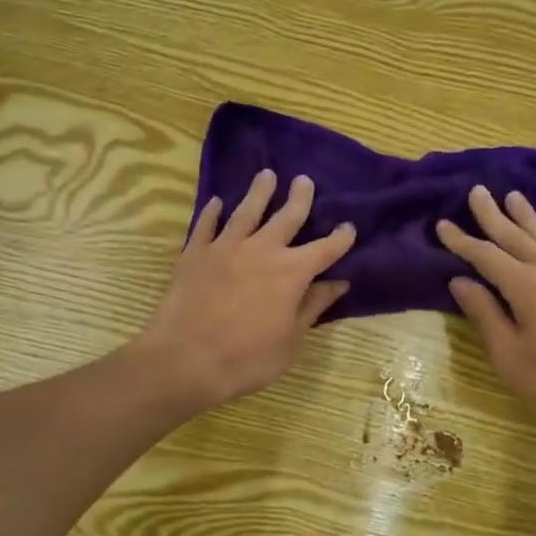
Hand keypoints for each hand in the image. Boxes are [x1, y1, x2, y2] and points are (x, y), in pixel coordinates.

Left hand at [133, 169, 356, 410]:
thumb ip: (312, 307)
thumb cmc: (247, 359)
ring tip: (266, 175)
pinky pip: (206, 226)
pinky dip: (212, 212)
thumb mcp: (290, 341)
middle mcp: (261, 250)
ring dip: (259, 192)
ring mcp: (225, 248)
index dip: (340, 238)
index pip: (325, 249)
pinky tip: (216, 202)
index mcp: (291, 273)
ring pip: (246, 211)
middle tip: (304, 180)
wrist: (185, 360)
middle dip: (299, 198)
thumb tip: (338, 283)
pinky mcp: (194, 254)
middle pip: (286, 217)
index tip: (349, 227)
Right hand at [438, 185, 535, 437]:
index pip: (484, 255)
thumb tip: (460, 281)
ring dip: (527, 216)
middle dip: (492, 214)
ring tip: (514, 196)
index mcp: (524, 286)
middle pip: (515, 235)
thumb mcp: (511, 357)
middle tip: (477, 190)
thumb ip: (485, 316)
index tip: (442, 223)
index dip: (461, 240)